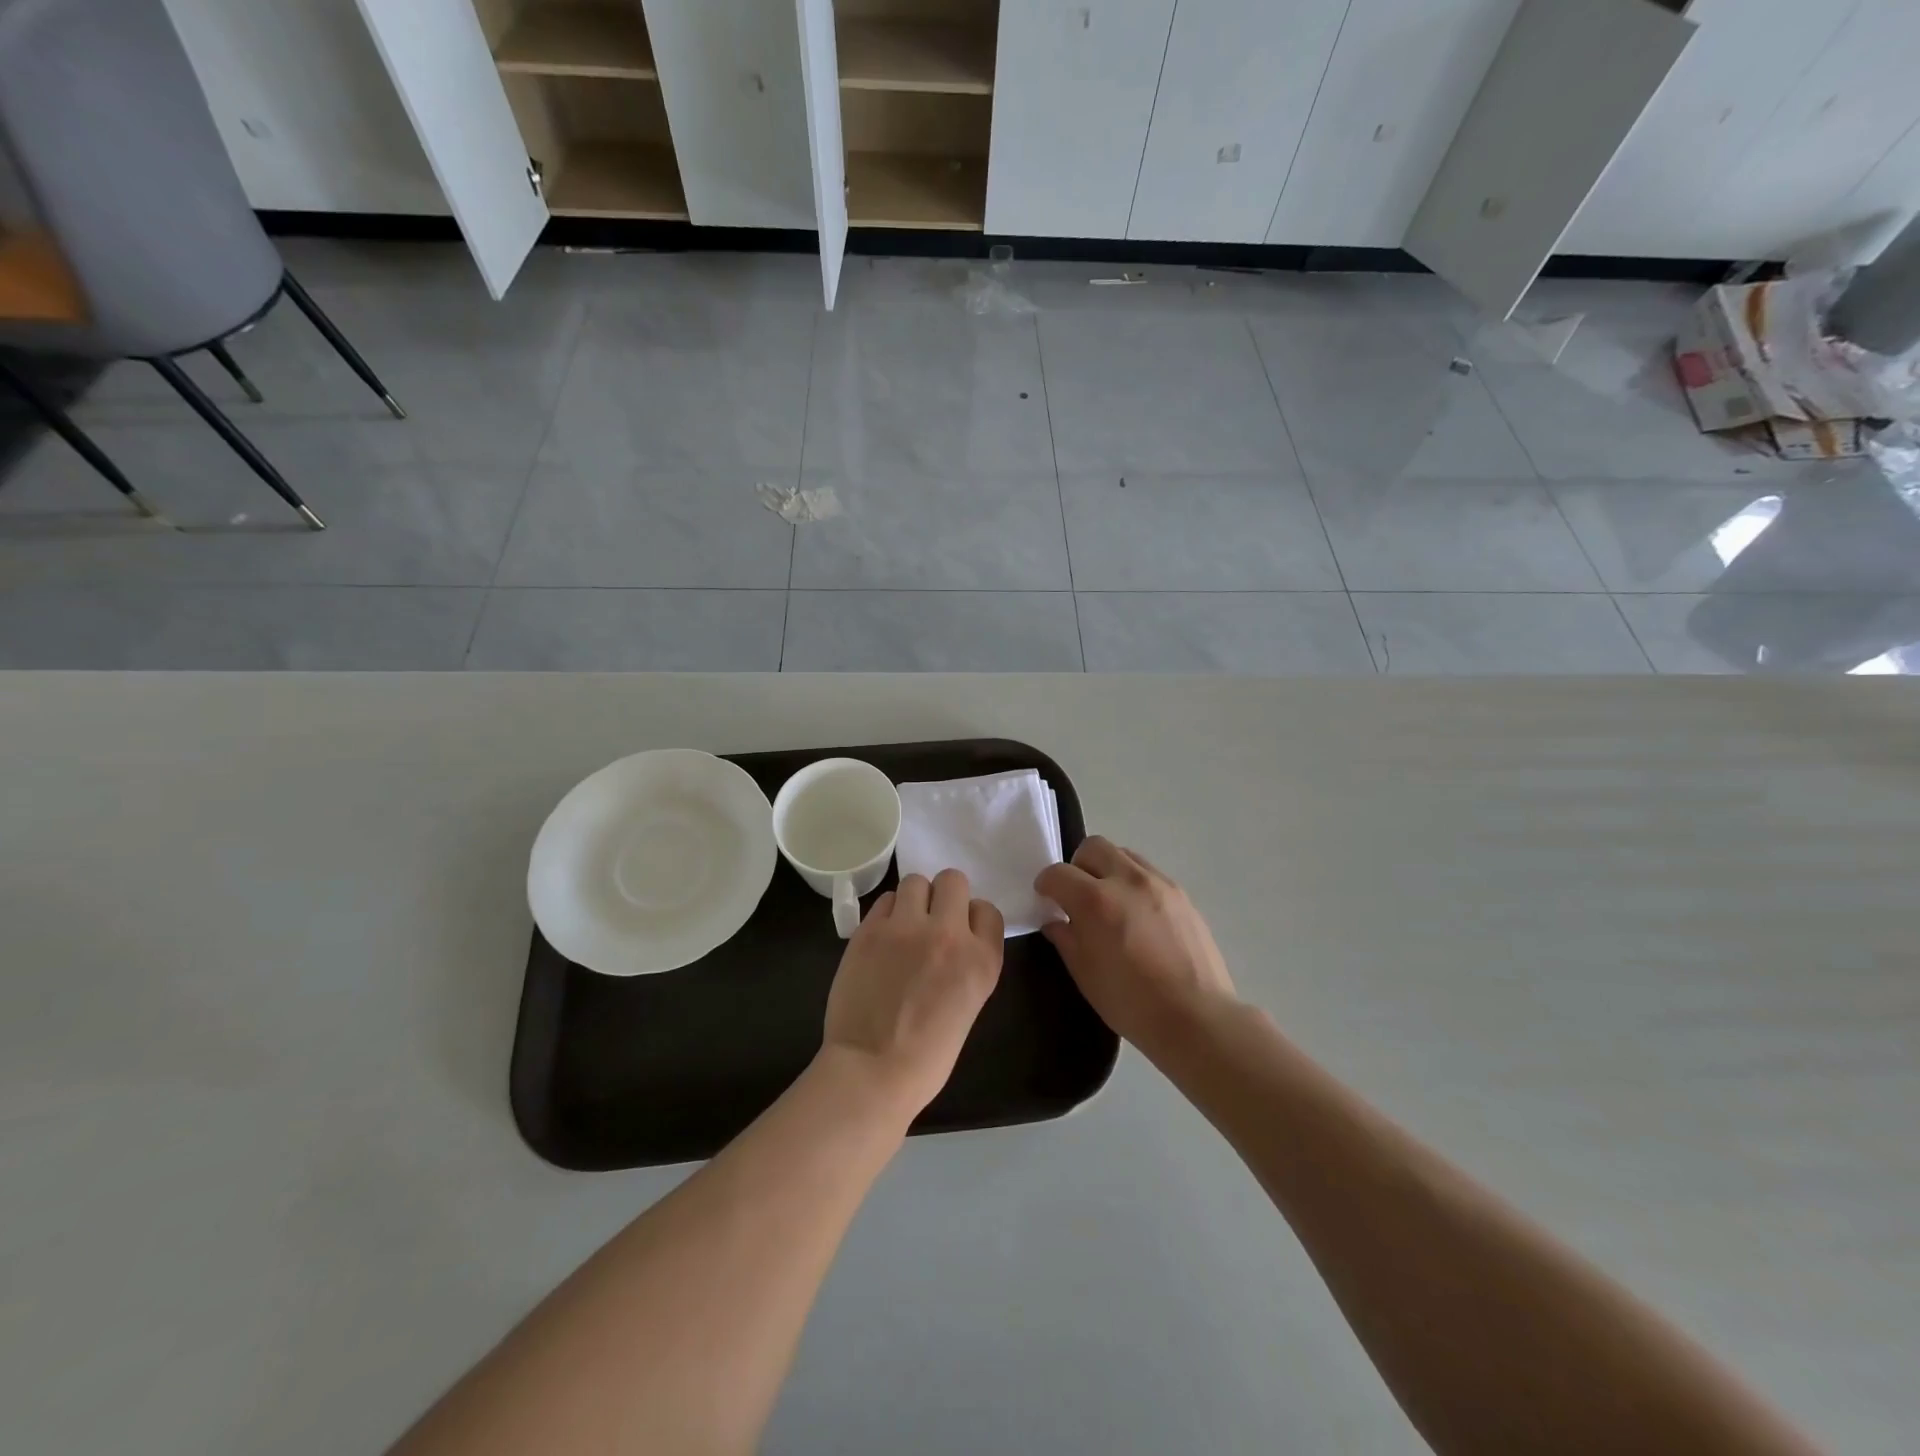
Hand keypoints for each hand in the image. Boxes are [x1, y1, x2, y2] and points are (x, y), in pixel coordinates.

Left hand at [821, 868, 1005, 1115]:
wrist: (873, 1071)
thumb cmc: (927, 1057)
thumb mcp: (969, 1005)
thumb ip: (966, 964)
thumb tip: (950, 941)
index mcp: (982, 960)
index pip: (987, 910)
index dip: (972, 918)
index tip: (960, 933)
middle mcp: (949, 934)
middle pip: (953, 880)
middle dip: (944, 896)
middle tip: (930, 921)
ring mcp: (907, 928)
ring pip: (916, 881)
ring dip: (913, 899)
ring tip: (904, 925)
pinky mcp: (870, 930)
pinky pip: (885, 899)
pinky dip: (887, 913)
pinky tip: (882, 937)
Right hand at [1035, 837, 1236, 1059]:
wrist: (1196, 1017)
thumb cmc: (1131, 1002)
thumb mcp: (1085, 974)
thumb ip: (1066, 939)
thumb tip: (1056, 922)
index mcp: (1095, 900)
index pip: (1058, 873)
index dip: (1046, 884)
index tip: (1046, 899)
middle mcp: (1127, 880)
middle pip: (1093, 847)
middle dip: (1078, 866)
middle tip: (1077, 895)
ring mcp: (1159, 883)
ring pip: (1124, 855)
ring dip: (1108, 870)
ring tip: (1110, 903)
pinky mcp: (1181, 894)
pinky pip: (1148, 873)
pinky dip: (1134, 883)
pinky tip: (1137, 915)